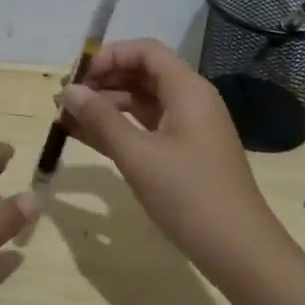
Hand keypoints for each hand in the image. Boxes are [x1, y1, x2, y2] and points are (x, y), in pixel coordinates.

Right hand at [57, 39, 285, 273]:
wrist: (240, 252)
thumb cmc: (189, 195)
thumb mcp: (138, 155)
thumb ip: (101, 118)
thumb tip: (68, 91)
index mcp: (187, 90)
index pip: (145, 52)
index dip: (109, 56)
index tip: (77, 76)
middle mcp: (190, 101)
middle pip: (142, 74)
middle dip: (102, 82)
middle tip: (65, 99)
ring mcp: (188, 129)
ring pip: (141, 103)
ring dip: (105, 107)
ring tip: (66, 118)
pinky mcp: (183, 154)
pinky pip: (145, 128)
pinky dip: (118, 129)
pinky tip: (84, 137)